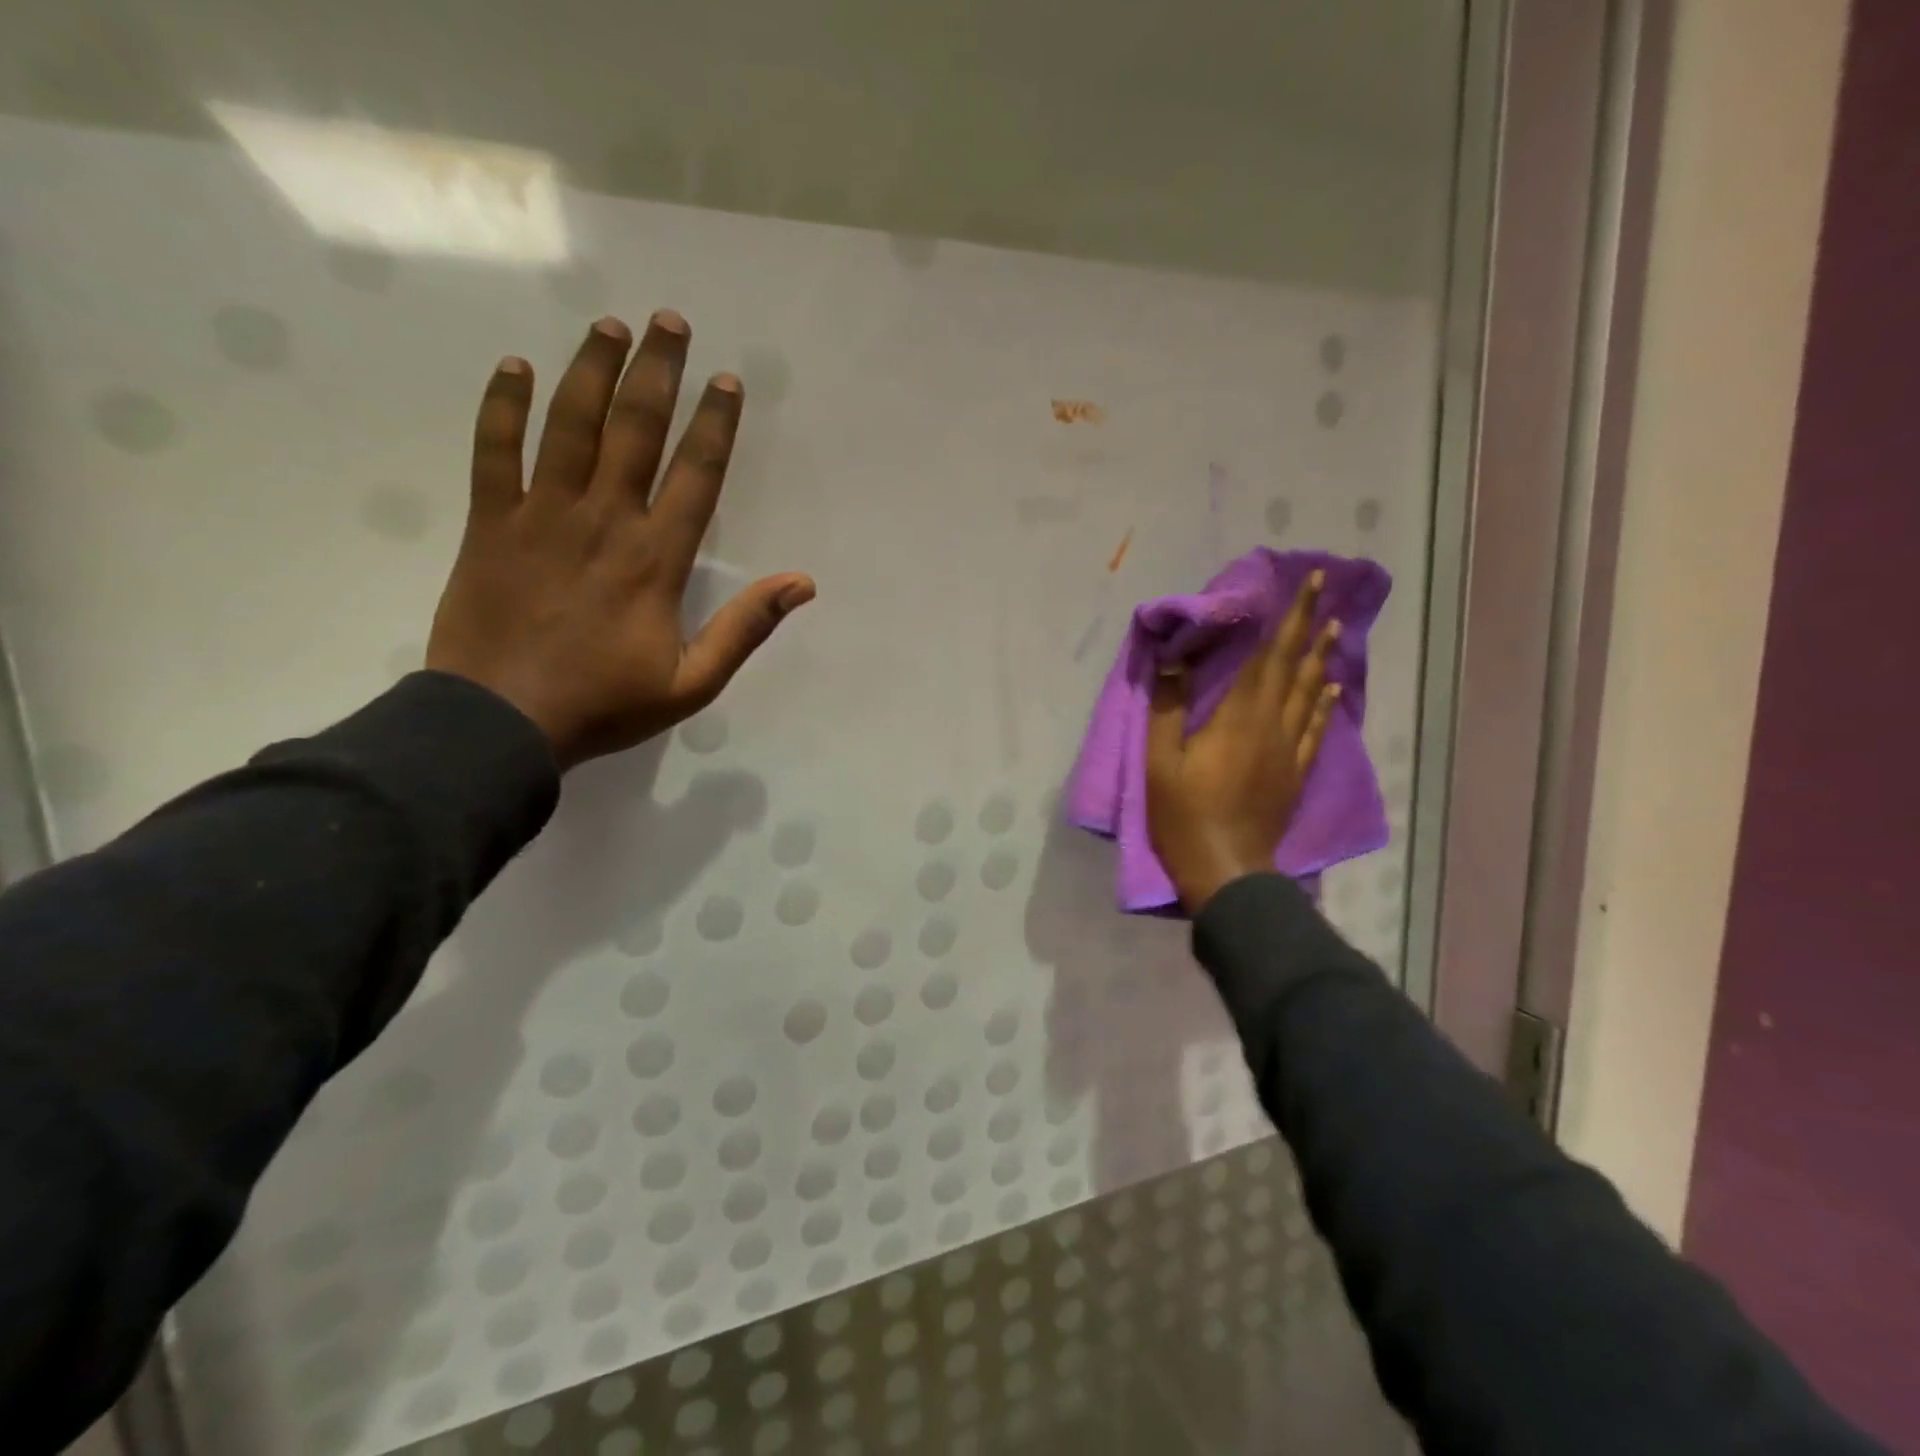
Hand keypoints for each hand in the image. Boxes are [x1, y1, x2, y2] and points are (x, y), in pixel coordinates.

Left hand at [426, 312, 814, 769]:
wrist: (501, 722)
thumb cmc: (604, 704)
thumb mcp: (693, 682)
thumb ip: (745, 628)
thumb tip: (801, 583)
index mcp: (656, 559)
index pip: (696, 475)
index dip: (715, 424)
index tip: (727, 381)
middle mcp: (603, 520)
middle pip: (634, 429)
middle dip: (656, 372)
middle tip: (668, 321)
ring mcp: (540, 515)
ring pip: (569, 425)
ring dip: (590, 370)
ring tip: (608, 326)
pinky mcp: (489, 522)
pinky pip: (493, 450)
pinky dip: (502, 406)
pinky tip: (516, 367)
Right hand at [1145, 572, 1341, 913]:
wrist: (1227, 870)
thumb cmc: (1184, 815)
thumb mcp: (1159, 761)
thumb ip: (1166, 709)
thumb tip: (1172, 660)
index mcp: (1239, 718)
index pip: (1269, 657)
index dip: (1288, 619)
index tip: (1307, 585)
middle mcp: (1273, 726)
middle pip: (1294, 668)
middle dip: (1309, 626)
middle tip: (1326, 591)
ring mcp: (1290, 751)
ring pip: (1310, 694)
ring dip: (1321, 658)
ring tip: (1334, 629)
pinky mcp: (1296, 774)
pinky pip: (1316, 730)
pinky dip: (1324, 704)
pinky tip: (1331, 689)